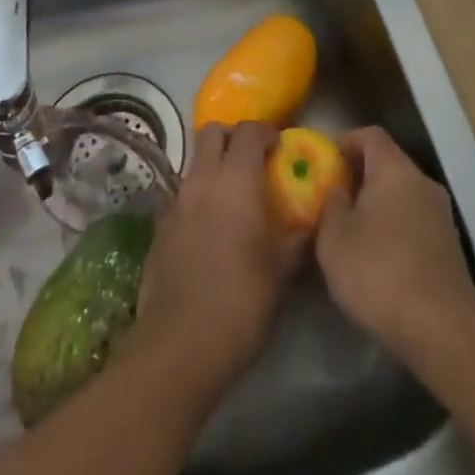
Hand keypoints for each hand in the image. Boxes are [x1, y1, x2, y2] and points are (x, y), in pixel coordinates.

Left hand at [132, 122, 305, 393]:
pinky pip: (182, 194)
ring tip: (233, 195)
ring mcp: (176, 201)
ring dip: (214, 165)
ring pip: (194, 161)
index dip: (266, 132)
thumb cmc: (241, 301)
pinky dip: (198, 196)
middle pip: (212, 132)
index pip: (249, 130)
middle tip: (253, 160)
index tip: (280, 148)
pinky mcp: (159, 226)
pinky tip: (210, 227)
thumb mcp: (283, 270)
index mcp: (236, 179)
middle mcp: (202, 179)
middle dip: (233, 137)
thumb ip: (300, 235)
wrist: (180, 344)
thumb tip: (315, 217)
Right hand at [315, 126, 474, 355]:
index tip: (326, 160)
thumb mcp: (334, 239)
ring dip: (379, 205)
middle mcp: (422, 182)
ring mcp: (442, 215)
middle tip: (335, 197)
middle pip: (389, 164)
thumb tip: (339, 191)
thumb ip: (332, 206)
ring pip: (404, 195)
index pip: (371, 135)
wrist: (442, 328)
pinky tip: (379, 258)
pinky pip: (415, 222)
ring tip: (353, 231)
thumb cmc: (379, 271)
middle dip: (361, 176)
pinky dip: (396, 229)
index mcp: (394, 169)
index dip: (346, 141)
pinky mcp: (451, 247)